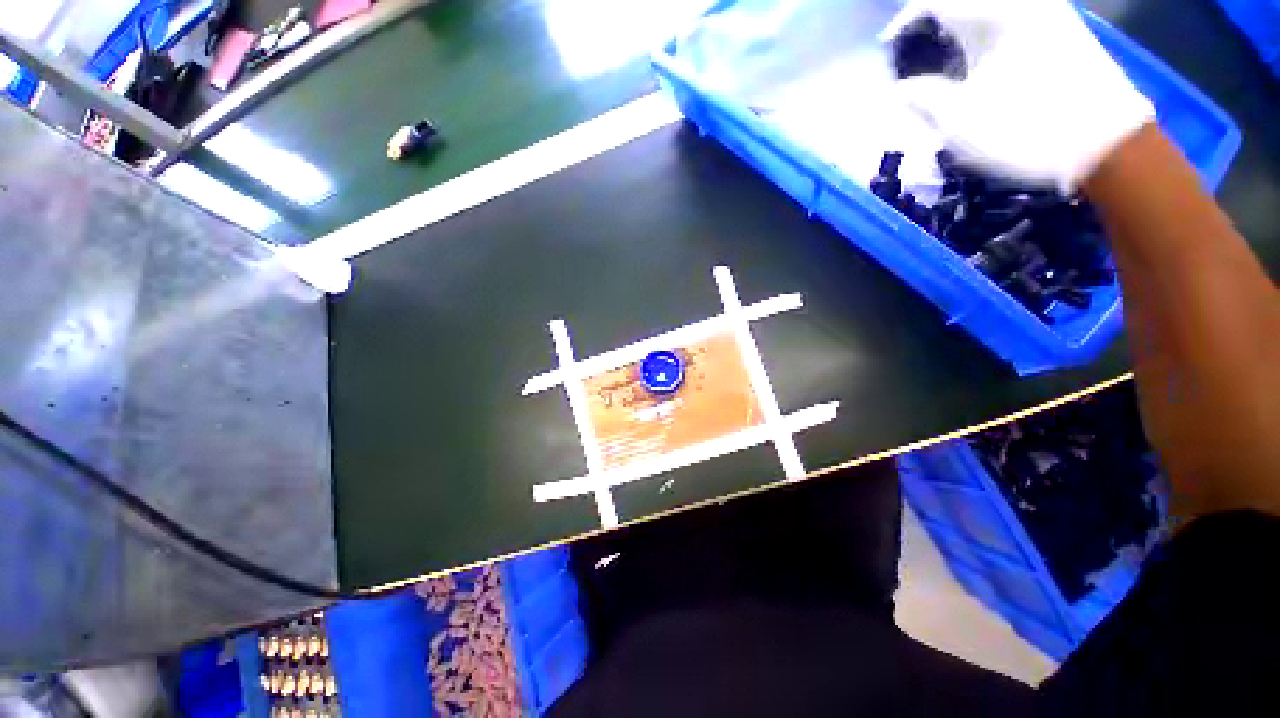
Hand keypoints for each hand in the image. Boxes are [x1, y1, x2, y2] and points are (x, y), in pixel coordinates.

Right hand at [881, 0, 1154, 191]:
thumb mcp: (958, 122)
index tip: (886, 50)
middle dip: (932, 24)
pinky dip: (985, 34)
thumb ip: (922, 97)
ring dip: (960, 30)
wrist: (1106, 144)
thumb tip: (901, 87)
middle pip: (963, 2)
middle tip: (912, 55)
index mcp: (993, 16)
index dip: (904, 22)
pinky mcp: (1062, 30)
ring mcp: (1047, 13)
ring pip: (988, 10)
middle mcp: (1020, 4)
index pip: (934, 2)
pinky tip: (978, 60)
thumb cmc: (1025, 131)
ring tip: (941, 59)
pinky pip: (1011, 18)